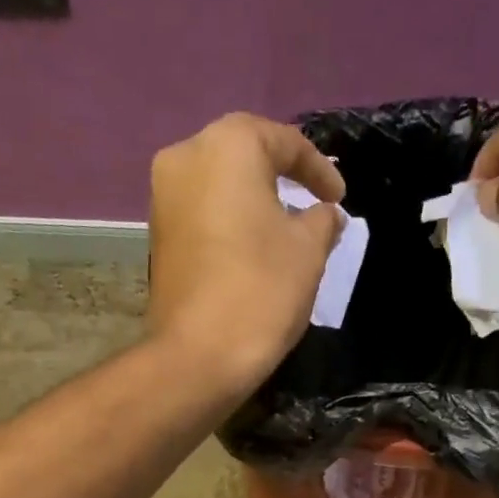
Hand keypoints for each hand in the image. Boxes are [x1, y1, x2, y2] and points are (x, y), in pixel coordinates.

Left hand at [147, 112, 345, 396]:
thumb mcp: (309, 250)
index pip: (284, 141)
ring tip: (285, 228)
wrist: (198, 356)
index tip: (341, 197)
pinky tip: (253, 248)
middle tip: (312, 203)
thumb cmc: (261, 290)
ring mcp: (163, 197)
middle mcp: (186, 156)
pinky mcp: (157, 234)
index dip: (320, 169)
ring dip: (254, 201)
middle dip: (282, 177)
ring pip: (220, 185)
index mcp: (228, 145)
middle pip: (245, 155)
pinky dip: (231, 221)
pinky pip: (203, 213)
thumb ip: (322, 220)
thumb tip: (325, 213)